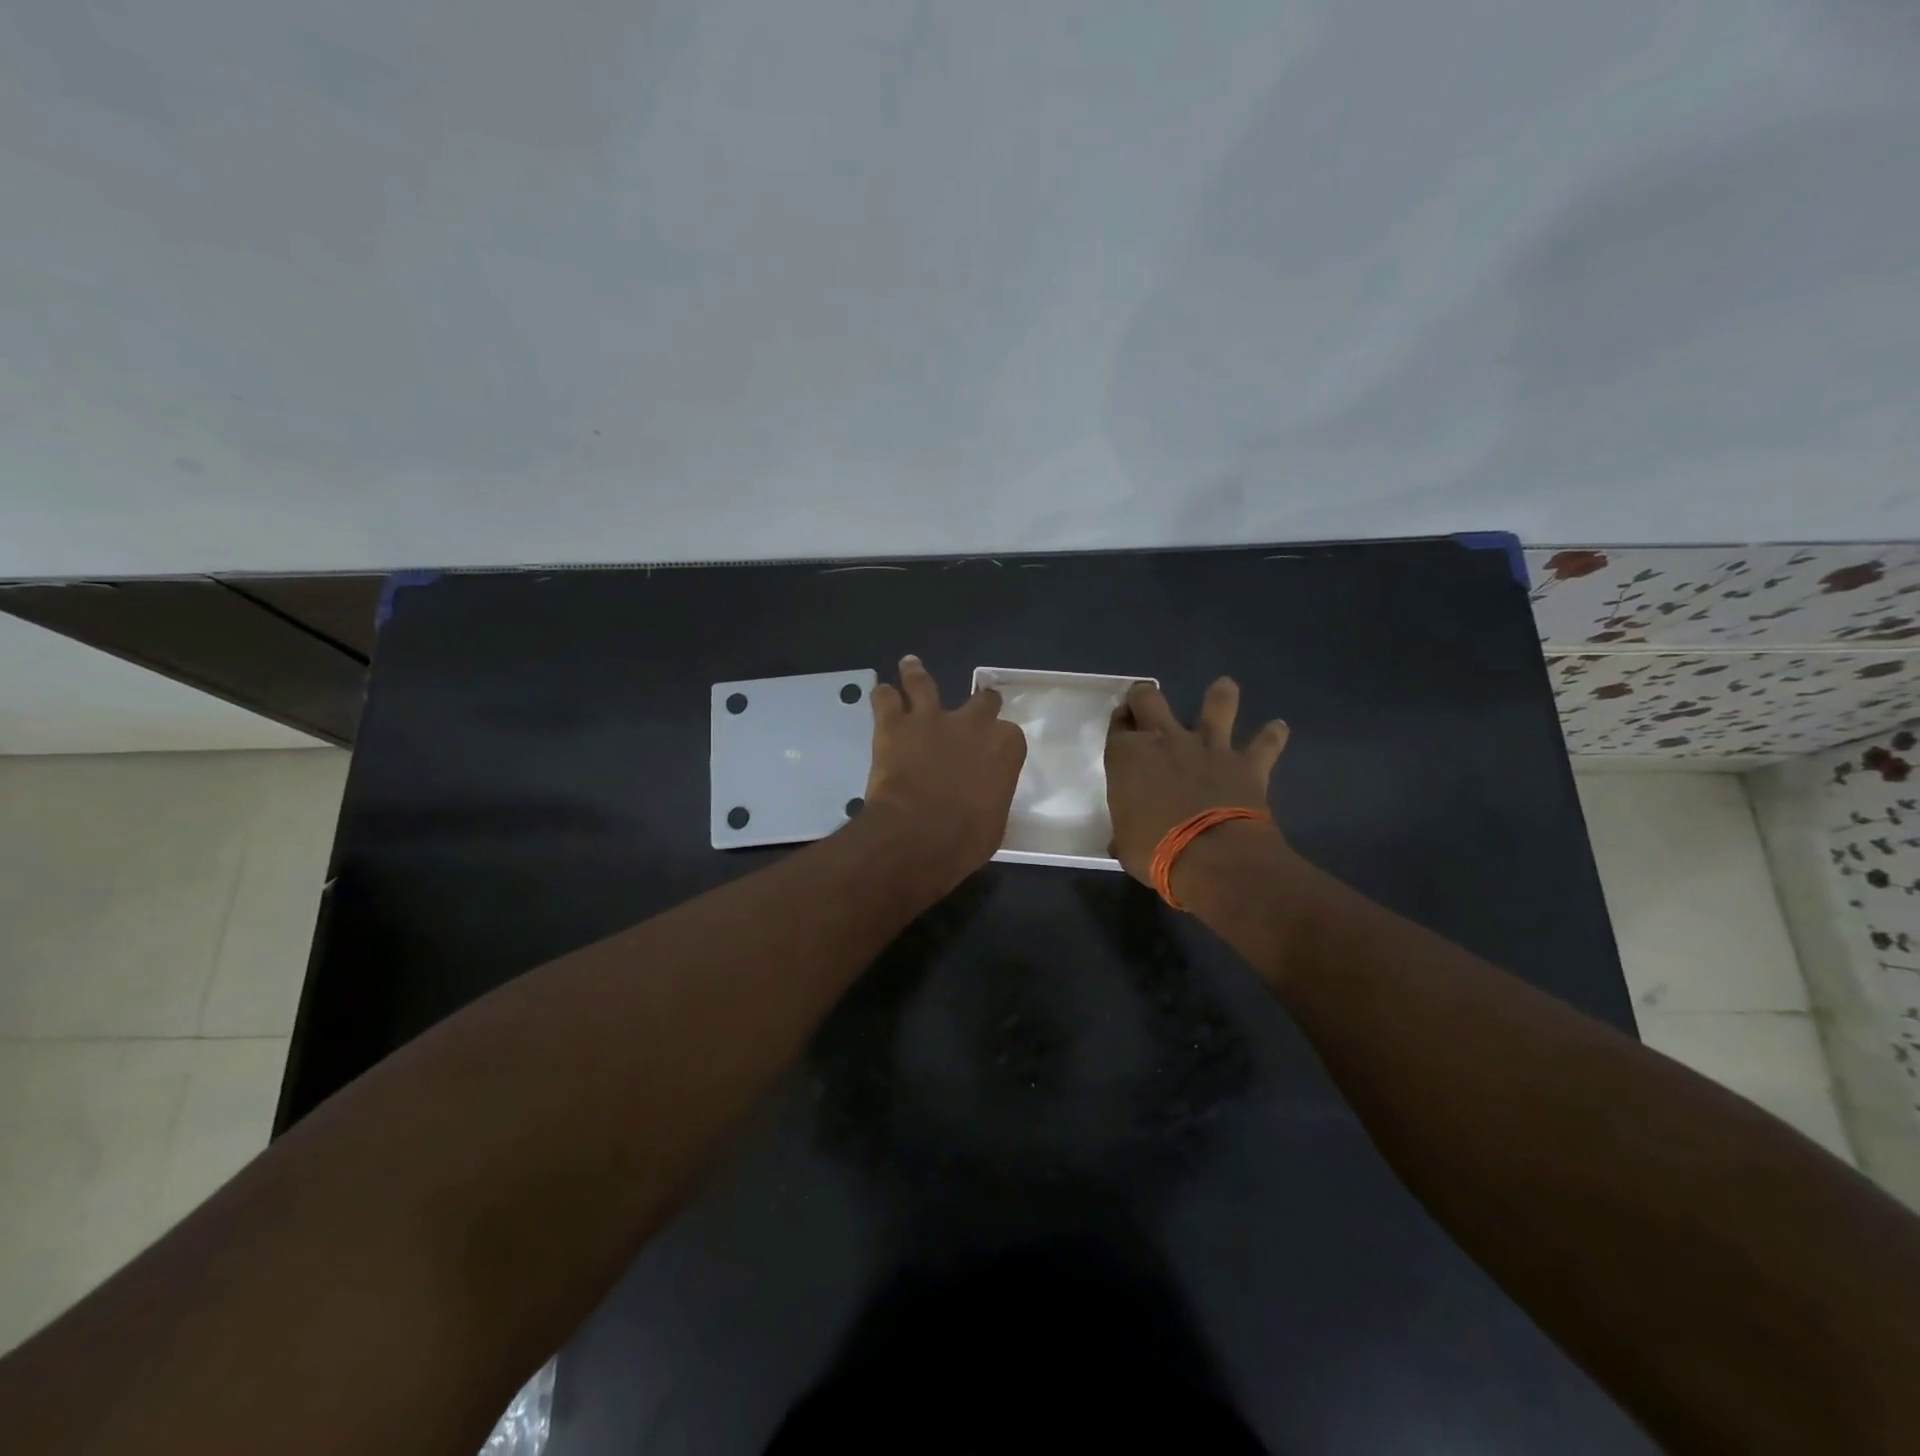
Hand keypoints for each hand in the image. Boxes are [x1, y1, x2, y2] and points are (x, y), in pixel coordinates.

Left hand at [862, 655, 1027, 889]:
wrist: (920, 834)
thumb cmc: (966, 838)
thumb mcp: (993, 821)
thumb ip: (989, 796)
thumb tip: (981, 798)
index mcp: (1004, 747)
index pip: (1009, 734)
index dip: (1000, 743)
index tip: (993, 753)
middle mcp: (972, 723)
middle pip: (981, 701)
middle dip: (978, 704)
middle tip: (972, 709)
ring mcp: (931, 719)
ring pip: (923, 683)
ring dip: (916, 674)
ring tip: (910, 665)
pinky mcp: (894, 725)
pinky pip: (885, 698)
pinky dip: (883, 696)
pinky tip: (881, 694)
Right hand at [1104, 678, 1289, 887]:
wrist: (1212, 857)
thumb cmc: (1154, 850)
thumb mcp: (1124, 844)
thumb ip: (1124, 832)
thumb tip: (1122, 840)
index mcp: (1128, 757)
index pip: (1117, 727)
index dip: (1118, 723)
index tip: (1121, 726)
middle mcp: (1165, 740)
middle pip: (1149, 700)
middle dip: (1145, 696)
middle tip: (1146, 700)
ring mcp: (1208, 747)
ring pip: (1216, 705)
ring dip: (1220, 696)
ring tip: (1224, 688)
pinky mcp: (1245, 764)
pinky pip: (1264, 744)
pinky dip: (1272, 736)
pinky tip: (1279, 727)